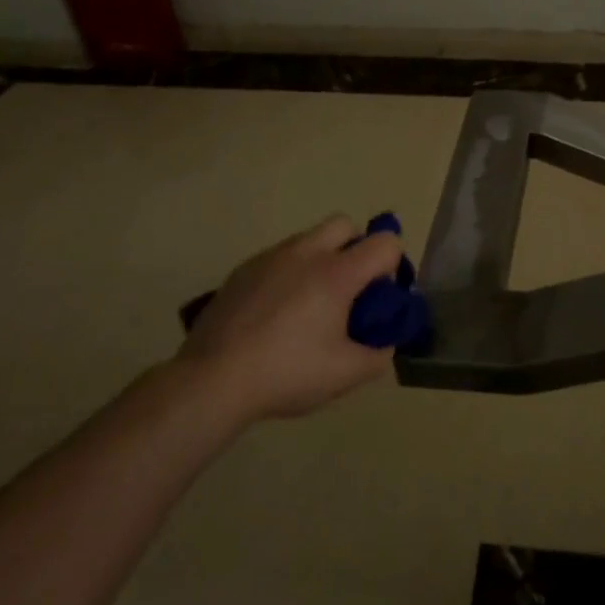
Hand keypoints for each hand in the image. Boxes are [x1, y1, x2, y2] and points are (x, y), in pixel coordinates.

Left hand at [178, 216, 402, 423]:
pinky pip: (280, 256)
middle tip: (348, 290)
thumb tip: (384, 344)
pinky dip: (289, 272)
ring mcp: (271, 257)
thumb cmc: (286, 373)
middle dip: (356, 248)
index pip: (385, 242)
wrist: (212, 379)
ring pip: (310, 238)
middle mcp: (307, 253)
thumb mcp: (345, 374)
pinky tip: (276, 312)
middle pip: (345, 224)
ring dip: (322, 258)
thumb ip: (378, 356)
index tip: (378, 298)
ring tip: (309, 304)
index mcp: (337, 273)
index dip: (392, 266)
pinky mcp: (244, 268)